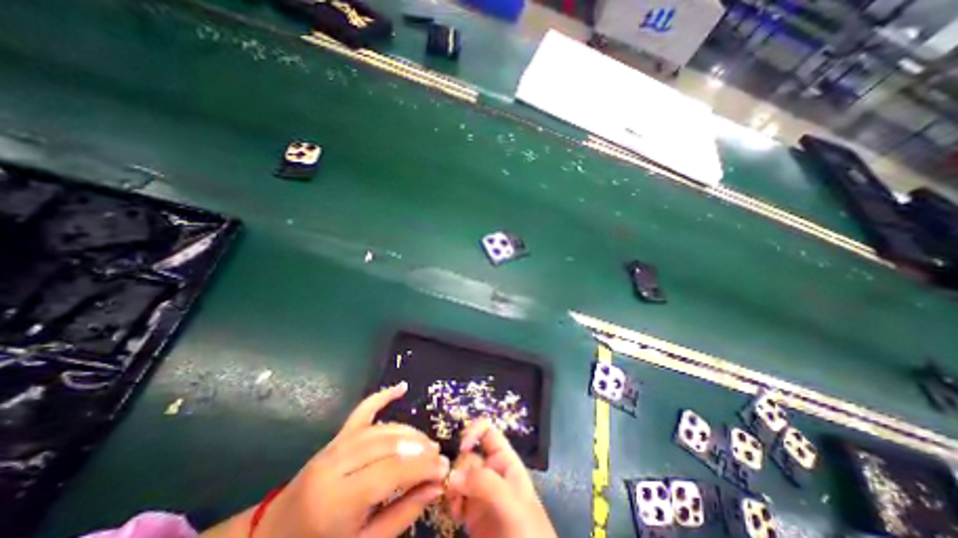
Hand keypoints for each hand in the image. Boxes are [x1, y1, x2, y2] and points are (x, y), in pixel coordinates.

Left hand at [253, 382, 448, 537]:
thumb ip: (401, 515)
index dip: (422, 467)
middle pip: (389, 445)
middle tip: (439, 457)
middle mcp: (335, 465)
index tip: (445, 467)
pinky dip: (382, 397)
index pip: (391, 471)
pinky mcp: (336, 437)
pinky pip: (362, 411)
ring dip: (410, 432)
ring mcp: (334, 446)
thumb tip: (436, 487)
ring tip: (428, 444)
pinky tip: (401, 388)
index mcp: (337, 501)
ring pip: (382, 429)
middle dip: (420, 449)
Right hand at [446, 420, 559, 537]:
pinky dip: (450, 501)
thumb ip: (486, 483)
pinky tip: (455, 514)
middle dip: (459, 467)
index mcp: (505, 461)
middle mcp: (491, 472)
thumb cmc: (528, 533)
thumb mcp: (512, 503)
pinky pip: (455, 497)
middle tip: (455, 487)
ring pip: (459, 475)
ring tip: (455, 503)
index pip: (488, 432)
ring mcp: (480, 493)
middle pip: (468, 455)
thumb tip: (453, 476)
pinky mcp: (471, 514)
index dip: (475, 431)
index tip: (464, 447)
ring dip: (452, 485)